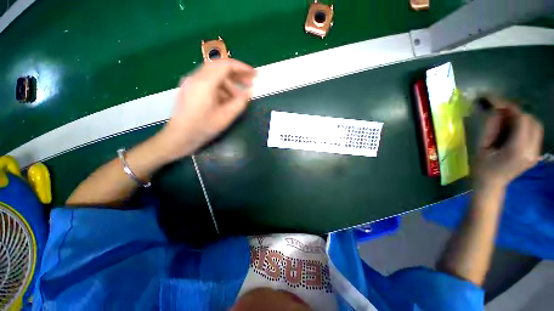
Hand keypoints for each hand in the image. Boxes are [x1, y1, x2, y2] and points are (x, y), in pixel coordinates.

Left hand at [158, 59, 255, 159]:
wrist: (179, 137)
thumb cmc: (202, 128)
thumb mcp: (225, 117)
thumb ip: (239, 103)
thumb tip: (248, 92)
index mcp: (204, 83)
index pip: (226, 65)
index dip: (242, 67)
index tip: (254, 74)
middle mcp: (196, 77)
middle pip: (219, 67)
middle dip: (237, 74)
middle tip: (250, 83)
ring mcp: (191, 82)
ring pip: (214, 75)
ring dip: (229, 83)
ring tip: (239, 97)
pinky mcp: (190, 88)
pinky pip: (208, 82)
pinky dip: (221, 87)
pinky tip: (227, 99)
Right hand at [475, 98, 542, 188]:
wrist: (491, 184)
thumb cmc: (482, 167)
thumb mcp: (482, 147)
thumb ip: (492, 128)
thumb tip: (496, 110)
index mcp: (517, 150)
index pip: (522, 120)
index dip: (511, 109)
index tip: (498, 104)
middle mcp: (532, 151)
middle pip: (532, 122)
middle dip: (517, 114)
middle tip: (502, 112)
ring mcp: (536, 153)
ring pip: (536, 126)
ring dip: (523, 119)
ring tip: (507, 121)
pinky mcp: (536, 153)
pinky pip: (535, 133)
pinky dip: (525, 127)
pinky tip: (514, 130)